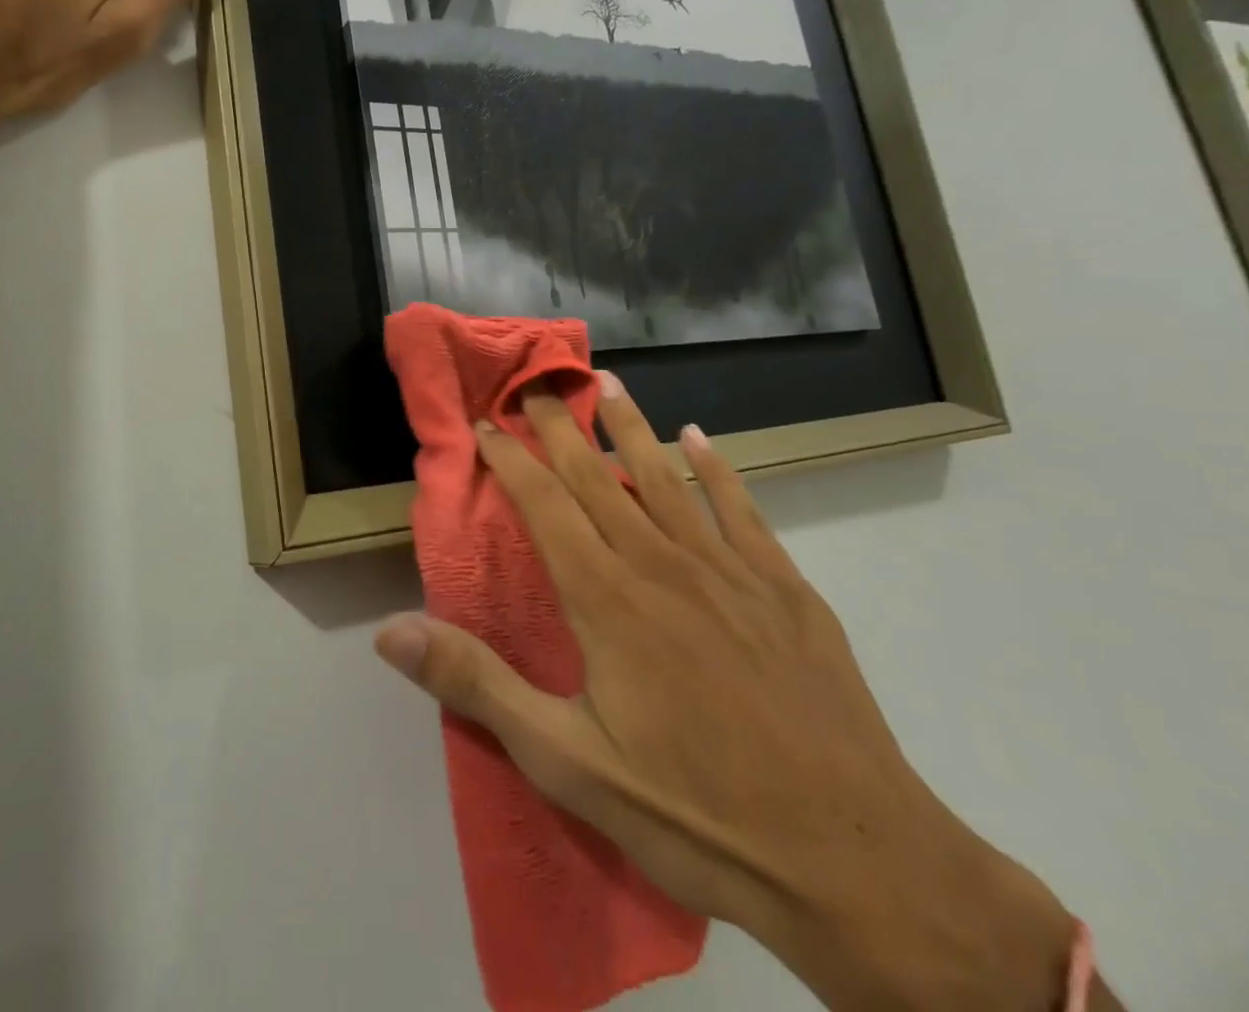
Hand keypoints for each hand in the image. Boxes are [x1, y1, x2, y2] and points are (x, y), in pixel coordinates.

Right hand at [376, 377, 1082, 1010]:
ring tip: (607, 382)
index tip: (486, 424)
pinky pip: (741, 509)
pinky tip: (699, 439)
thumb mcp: (568, 762)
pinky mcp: (785, 591)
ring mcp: (729, 571)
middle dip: (561, 426)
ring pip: (667, 476)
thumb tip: (389, 629)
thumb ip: (478, 684)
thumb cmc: (696, 814)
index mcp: (606, 597)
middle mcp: (662, 564)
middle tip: (536, 384)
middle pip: (599, 476)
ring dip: (632, 426)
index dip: (510, 458)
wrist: (858, 866)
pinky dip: (716, 469)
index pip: (544, 503)